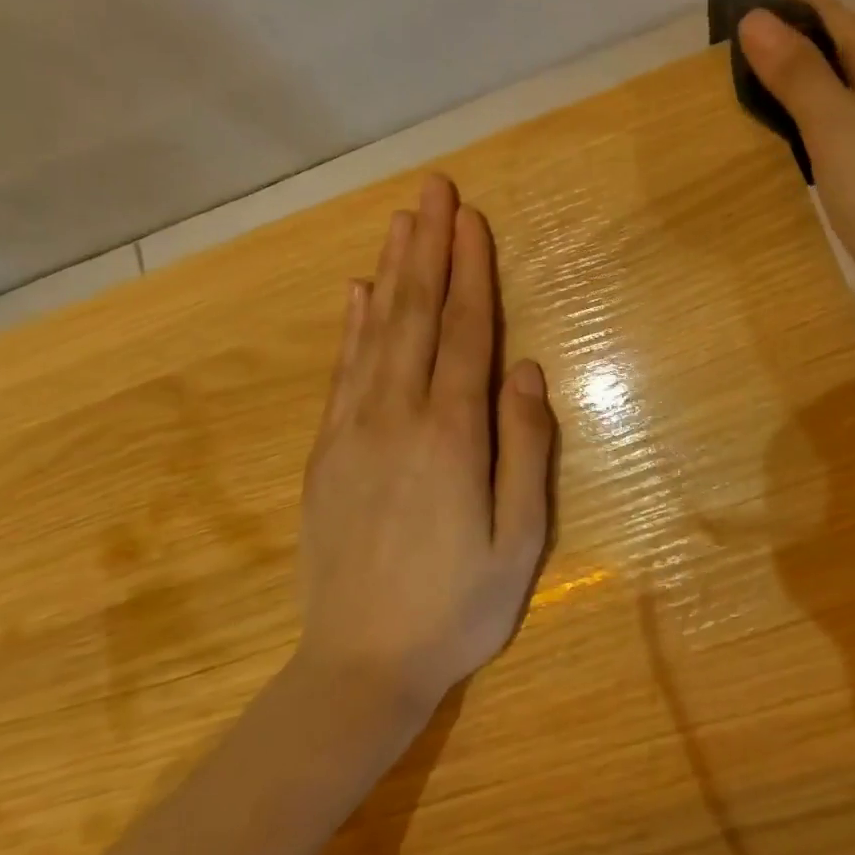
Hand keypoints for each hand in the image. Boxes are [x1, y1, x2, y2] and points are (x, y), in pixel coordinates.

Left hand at [296, 173, 555, 715]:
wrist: (360, 665)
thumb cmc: (458, 607)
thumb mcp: (520, 541)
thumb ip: (525, 449)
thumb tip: (527, 370)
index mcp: (452, 436)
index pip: (464, 332)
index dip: (470, 272)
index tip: (471, 219)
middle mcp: (398, 417)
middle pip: (416, 315)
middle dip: (428, 247)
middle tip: (433, 189)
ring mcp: (353, 431)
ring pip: (375, 332)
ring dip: (391, 271)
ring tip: (401, 221)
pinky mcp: (326, 452)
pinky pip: (342, 372)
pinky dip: (352, 326)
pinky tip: (358, 293)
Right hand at [737, 0, 854, 343]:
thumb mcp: (840, 129)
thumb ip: (798, 74)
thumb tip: (756, 18)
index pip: (828, 12)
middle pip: (834, 50)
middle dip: (782, 42)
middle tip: (720, 50)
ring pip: (837, 95)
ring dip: (793, 87)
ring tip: (738, 90)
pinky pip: (842, 136)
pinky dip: (808, 130)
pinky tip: (781, 143)